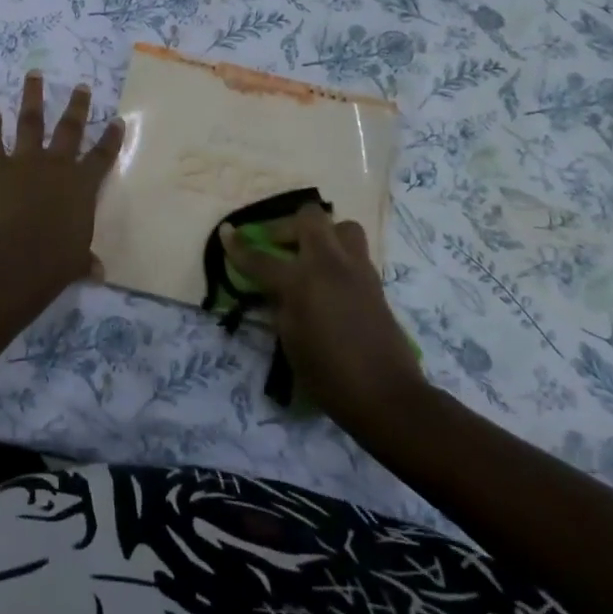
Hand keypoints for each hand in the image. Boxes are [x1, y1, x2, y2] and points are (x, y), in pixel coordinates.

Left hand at [0, 72, 123, 286]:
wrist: (18, 257)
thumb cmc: (56, 261)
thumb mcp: (76, 261)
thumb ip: (85, 260)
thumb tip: (97, 271)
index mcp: (82, 185)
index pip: (102, 156)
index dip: (110, 138)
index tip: (117, 120)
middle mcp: (57, 165)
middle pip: (70, 128)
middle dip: (77, 105)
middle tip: (81, 85)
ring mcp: (25, 162)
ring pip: (30, 121)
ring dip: (32, 96)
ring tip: (34, 74)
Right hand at [219, 204, 423, 428]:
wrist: (386, 395)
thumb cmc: (329, 375)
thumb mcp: (290, 341)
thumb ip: (279, 305)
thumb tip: (276, 289)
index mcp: (301, 281)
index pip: (261, 257)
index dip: (238, 246)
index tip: (226, 233)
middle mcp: (329, 264)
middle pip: (308, 218)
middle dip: (286, 226)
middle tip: (275, 245)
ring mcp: (356, 269)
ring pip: (340, 226)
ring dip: (321, 234)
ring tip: (309, 255)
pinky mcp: (375, 281)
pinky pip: (355, 250)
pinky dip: (338, 254)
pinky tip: (329, 278)